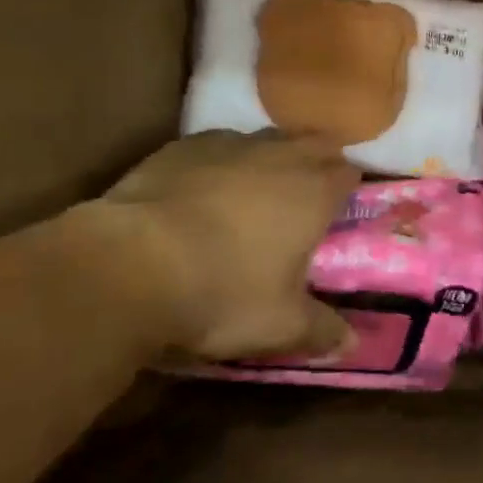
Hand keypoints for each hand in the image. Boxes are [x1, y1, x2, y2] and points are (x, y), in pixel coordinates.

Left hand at [103, 129, 360, 360]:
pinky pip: (217, 144)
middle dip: (318, 161)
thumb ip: (323, 331)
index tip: (344, 205)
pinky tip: (207, 184)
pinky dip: (223, 160)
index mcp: (312, 192)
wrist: (130, 265)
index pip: (348, 173)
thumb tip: (353, 344)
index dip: (350, 186)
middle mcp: (277, 156)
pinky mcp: (181, 147)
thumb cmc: (222, 294)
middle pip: (313, 143)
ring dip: (272, 156)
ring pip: (265, 138)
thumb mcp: (280, 326)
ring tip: (260, 185)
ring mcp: (227, 145)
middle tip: (309, 192)